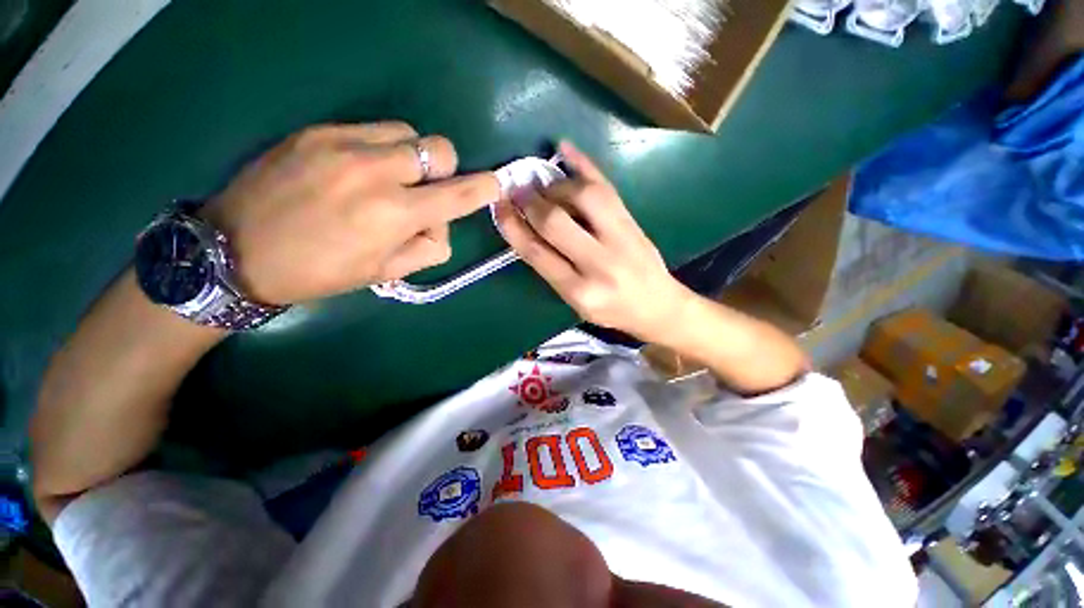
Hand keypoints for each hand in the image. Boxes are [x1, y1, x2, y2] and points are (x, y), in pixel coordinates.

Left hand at [202, 122, 499, 303]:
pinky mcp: (315, 130)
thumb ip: (428, 247)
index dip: (483, 189)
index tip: (493, 186)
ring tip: (387, 179)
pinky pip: (371, 129)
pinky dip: (379, 148)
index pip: (457, 194)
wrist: (233, 250)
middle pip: (439, 148)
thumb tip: (440, 220)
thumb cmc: (318, 272)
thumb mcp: (384, 272)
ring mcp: (342, 143)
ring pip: (407, 133)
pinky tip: (355, 170)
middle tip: (422, 191)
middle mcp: (374, 171)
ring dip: (411, 156)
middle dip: (444, 170)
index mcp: (392, 215)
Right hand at [494, 142, 690, 341]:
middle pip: (555, 222)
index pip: (536, 252)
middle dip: (530, 202)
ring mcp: (621, 238)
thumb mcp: (576, 303)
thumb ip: (551, 270)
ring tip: (542, 185)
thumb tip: (525, 229)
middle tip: (516, 190)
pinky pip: (606, 187)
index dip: (513, 226)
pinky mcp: (633, 221)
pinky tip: (564, 149)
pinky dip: (584, 164)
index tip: (499, 208)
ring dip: (555, 186)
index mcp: (579, 291)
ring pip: (583, 197)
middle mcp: (599, 264)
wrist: (659, 306)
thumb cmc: (613, 311)